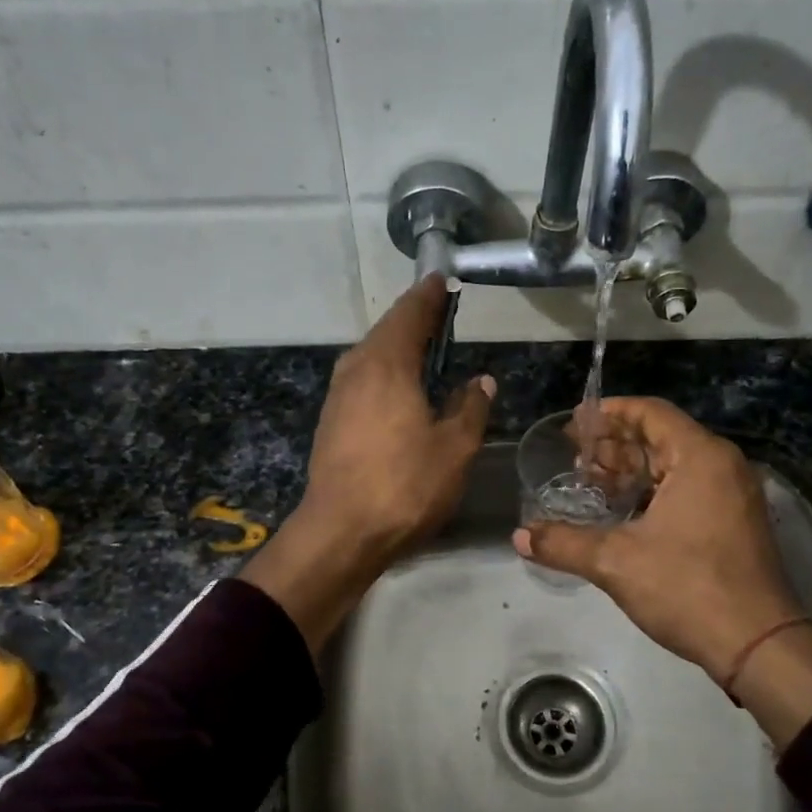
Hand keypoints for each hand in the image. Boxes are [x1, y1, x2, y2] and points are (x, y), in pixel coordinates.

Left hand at [243, 276, 493, 651]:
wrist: (341, 532)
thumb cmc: (404, 485)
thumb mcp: (454, 448)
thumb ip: (470, 407)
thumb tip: (480, 381)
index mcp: (388, 364)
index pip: (411, 314)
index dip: (430, 296)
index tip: (443, 280)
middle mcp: (356, 368)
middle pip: (387, 331)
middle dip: (414, 320)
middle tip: (441, 314)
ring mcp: (338, 395)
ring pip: (371, 356)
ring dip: (398, 348)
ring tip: (425, 349)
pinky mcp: (331, 420)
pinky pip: (363, 380)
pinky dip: (385, 373)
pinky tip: (400, 390)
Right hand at [514, 397, 811, 744]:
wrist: (757, 645)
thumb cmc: (687, 588)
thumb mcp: (616, 562)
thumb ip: (563, 543)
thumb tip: (519, 536)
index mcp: (700, 457)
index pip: (650, 413)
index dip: (609, 412)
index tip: (575, 422)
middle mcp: (721, 466)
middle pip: (660, 437)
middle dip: (614, 445)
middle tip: (573, 458)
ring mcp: (732, 495)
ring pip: (673, 467)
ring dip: (631, 471)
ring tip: (589, 485)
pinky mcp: (733, 523)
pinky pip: (686, 490)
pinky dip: (651, 493)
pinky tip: (620, 513)